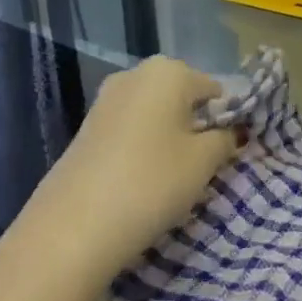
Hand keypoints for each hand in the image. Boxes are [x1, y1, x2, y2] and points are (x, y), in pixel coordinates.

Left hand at [23, 56, 236, 285]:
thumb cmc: (151, 182)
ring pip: (155, 116)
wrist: (71, 229)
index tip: (227, 155)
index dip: (226, 121)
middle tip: (201, 168)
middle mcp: (135, 74)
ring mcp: (106, 100)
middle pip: (182, 98)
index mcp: (169, 71)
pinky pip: (130, 131)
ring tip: (172, 179)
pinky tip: (142, 182)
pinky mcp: (86, 129)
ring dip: (168, 140)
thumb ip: (225, 139)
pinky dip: (142, 149)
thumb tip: (230, 132)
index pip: (215, 91)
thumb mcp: (204, 162)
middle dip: (195, 127)